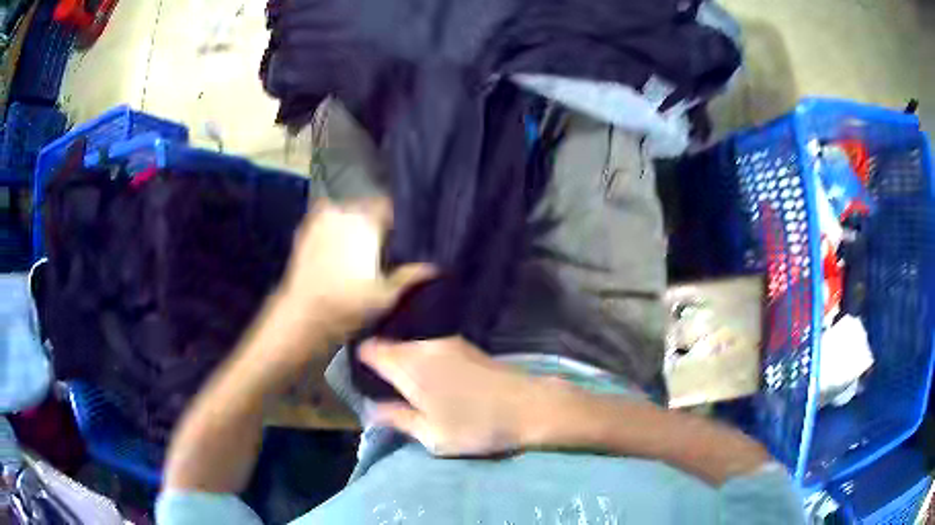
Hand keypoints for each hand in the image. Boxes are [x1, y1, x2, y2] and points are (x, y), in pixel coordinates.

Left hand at [281, 198, 435, 336]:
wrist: (301, 316)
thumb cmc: (347, 306)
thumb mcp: (386, 295)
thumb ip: (411, 275)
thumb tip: (436, 265)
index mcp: (365, 220)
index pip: (391, 207)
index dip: (399, 222)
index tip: (403, 238)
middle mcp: (343, 210)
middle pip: (368, 208)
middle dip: (376, 223)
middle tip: (383, 246)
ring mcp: (320, 217)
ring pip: (347, 213)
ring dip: (355, 225)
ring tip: (359, 249)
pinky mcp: (305, 228)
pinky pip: (327, 220)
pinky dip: (335, 229)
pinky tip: (338, 249)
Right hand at [360, 337, 557, 455]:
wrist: (530, 406)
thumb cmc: (477, 426)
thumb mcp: (431, 434)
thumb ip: (396, 418)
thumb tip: (370, 409)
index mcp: (409, 366)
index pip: (369, 349)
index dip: (359, 362)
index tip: (359, 379)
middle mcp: (424, 346)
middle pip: (389, 345)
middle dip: (381, 363)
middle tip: (381, 389)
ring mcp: (446, 342)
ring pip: (410, 346)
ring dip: (403, 362)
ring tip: (406, 388)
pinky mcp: (465, 345)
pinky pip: (429, 348)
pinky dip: (422, 360)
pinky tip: (431, 380)